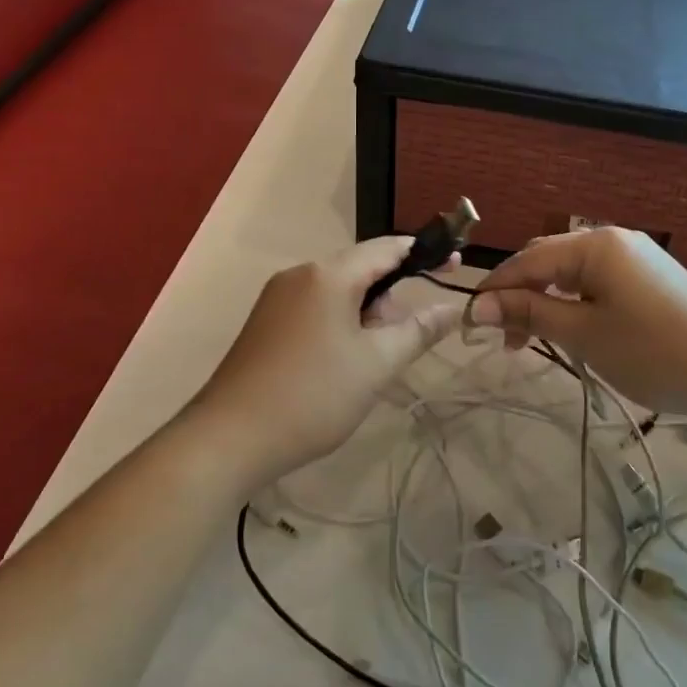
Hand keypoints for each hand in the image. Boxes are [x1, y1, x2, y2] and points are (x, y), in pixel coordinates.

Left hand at [190, 238, 466, 486]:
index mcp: (328, 275)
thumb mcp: (377, 364)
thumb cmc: (313, 396)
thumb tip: (453, 307)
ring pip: (337, 292)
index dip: (424, 253)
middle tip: (405, 341)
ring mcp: (277, 298)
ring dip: (366, 315)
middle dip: (391, 297)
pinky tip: (343, 363)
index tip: (455, 265)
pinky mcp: (265, 323)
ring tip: (374, 361)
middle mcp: (299, 275)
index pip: (386, 248)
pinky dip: (340, 324)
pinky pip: (315, 309)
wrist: (230, 438)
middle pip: (360, 269)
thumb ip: (419, 330)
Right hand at [472, 227, 686, 415]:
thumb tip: (480, 305)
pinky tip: (570, 329)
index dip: (494, 291)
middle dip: (519, 296)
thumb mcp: (583, 334)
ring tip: (532, 341)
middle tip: (505, 339)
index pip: (527, 261)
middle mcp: (613, 240)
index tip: (469, 324)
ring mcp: (636, 257)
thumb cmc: (653, 352)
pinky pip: (596, 282)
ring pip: (571, 273)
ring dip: (545, 302)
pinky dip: (573, 303)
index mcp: (595, 245)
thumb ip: (530, 314)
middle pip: (547, 260)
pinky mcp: (650, 278)